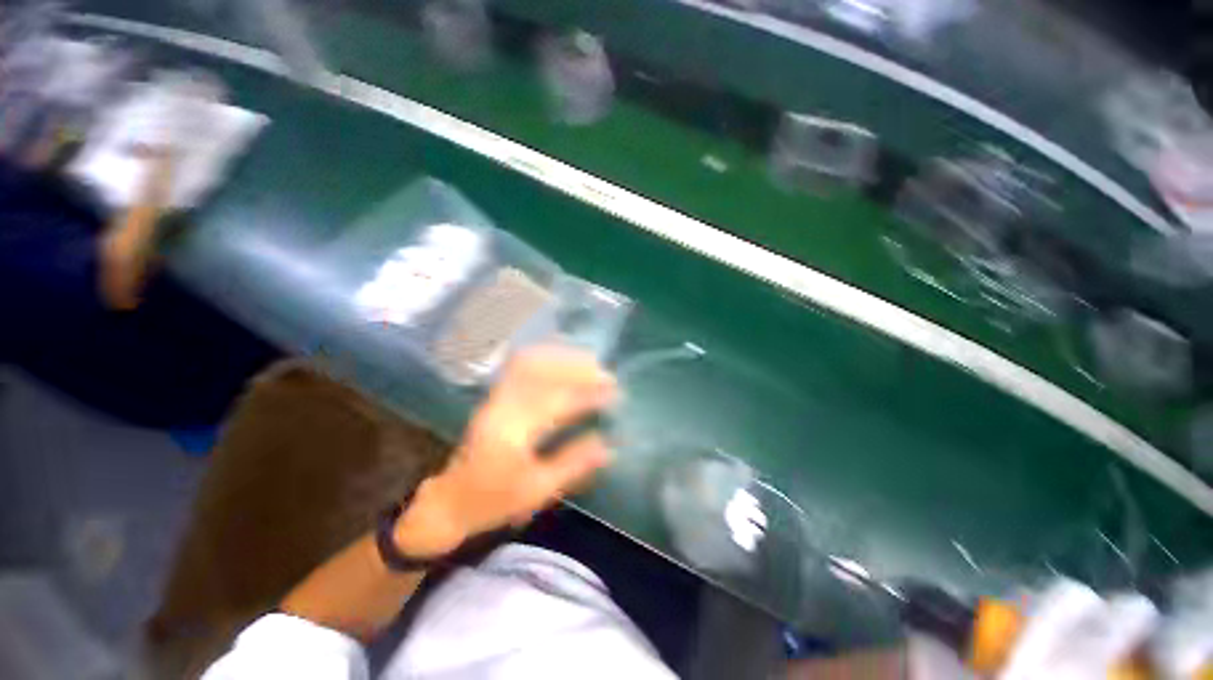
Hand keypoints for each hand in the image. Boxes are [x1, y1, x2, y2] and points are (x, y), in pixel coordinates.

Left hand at [395, 346, 617, 555]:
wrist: (450, 500)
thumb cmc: (494, 501)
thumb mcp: (537, 490)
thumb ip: (573, 464)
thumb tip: (609, 446)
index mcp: (514, 432)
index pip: (557, 401)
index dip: (588, 393)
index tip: (613, 392)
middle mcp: (503, 407)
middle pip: (543, 373)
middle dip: (577, 368)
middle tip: (604, 372)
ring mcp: (496, 397)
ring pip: (530, 363)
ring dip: (562, 359)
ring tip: (588, 361)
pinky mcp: (495, 396)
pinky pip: (519, 366)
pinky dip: (544, 358)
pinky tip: (560, 359)